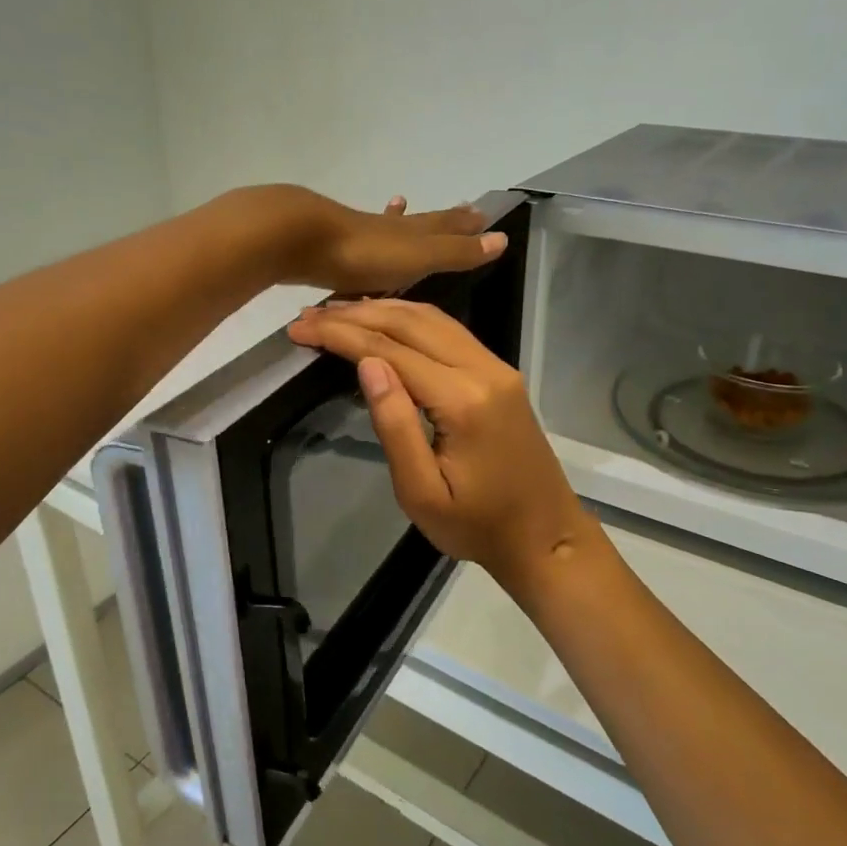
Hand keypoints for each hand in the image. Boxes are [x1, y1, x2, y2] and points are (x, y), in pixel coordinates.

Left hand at [242, 187, 506, 295]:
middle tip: (457, 208)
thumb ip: (456, 251)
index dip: (463, 223)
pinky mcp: (329, 246)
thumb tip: (501, 239)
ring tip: (400, 204)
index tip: (480, 212)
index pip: (445, 225)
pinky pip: (356, 242)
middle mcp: (387, 229)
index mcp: (411, 233)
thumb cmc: (365, 253)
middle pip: (418, 222)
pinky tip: (351, 237)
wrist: (301, 239)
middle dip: (438, 219)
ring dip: (397, 219)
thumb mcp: (419, 257)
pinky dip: (362, 237)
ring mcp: (356, 234)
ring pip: (385, 226)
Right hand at [287, 299, 601, 593]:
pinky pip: (451, 331)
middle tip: (310, 314)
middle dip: (357, 314)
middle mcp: (484, 370)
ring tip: (338, 311)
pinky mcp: (501, 375)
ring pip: (435, 318)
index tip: (301, 328)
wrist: (545, 536)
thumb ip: (395, 426)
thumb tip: (367, 364)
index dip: (342, 335)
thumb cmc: (477, 526)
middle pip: (412, 322)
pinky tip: (387, 320)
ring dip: (384, 309)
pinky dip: (412, 319)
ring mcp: (498, 368)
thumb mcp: (422, 493)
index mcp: (463, 400)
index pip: (391, 350)